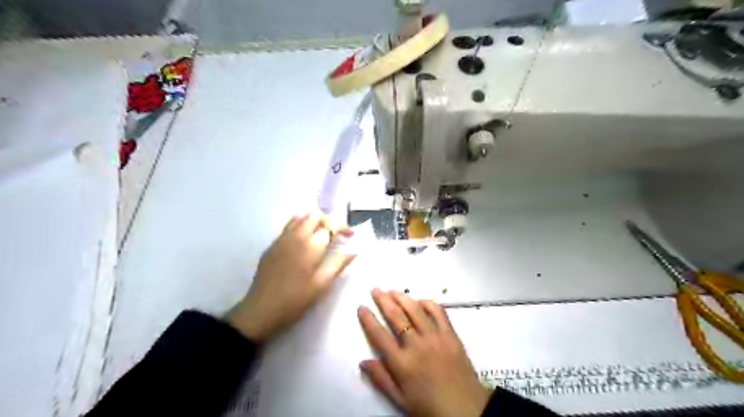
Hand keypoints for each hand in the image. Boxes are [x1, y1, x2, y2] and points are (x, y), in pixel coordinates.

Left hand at [227, 213, 353, 343]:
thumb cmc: (296, 300)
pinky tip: (304, 240)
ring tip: (322, 234)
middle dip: (329, 221)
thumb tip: (353, 250)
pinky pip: (288, 226)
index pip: (330, 226)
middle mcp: (295, 237)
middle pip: (314, 216)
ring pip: (300, 218)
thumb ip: (338, 264)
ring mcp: (281, 240)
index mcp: (310, 246)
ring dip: (314, 221)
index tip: (350, 235)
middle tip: (337, 234)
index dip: (342, 228)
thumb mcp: (321, 285)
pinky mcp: (272, 246)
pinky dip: (300, 225)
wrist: (260, 311)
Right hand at [357, 288, 492, 416]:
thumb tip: (362, 362)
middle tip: (376, 290)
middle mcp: (416, 345)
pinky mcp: (451, 335)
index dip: (368, 319)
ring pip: (415, 310)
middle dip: (383, 301)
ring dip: (402, 298)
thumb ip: (381, 379)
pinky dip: (428, 303)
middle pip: (396, 317)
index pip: (379, 335)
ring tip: (393, 291)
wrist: (466, 410)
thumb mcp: (400, 399)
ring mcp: (435, 337)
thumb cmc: (429, 407)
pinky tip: (420, 300)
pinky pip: (438, 313)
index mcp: (402, 363)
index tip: (362, 306)